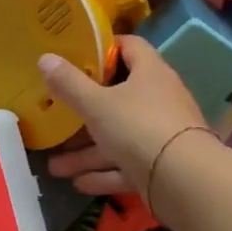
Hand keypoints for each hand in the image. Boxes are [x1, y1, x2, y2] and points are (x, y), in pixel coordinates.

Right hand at [38, 36, 208, 196]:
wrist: (186, 182)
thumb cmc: (139, 127)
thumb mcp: (97, 104)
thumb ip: (69, 84)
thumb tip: (45, 58)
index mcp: (150, 73)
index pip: (129, 46)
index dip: (103, 49)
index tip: (76, 57)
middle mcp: (159, 99)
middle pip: (117, 97)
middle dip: (84, 112)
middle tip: (56, 116)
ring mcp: (161, 134)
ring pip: (118, 137)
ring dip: (87, 152)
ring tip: (54, 166)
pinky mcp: (161, 166)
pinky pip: (127, 165)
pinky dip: (104, 174)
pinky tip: (78, 184)